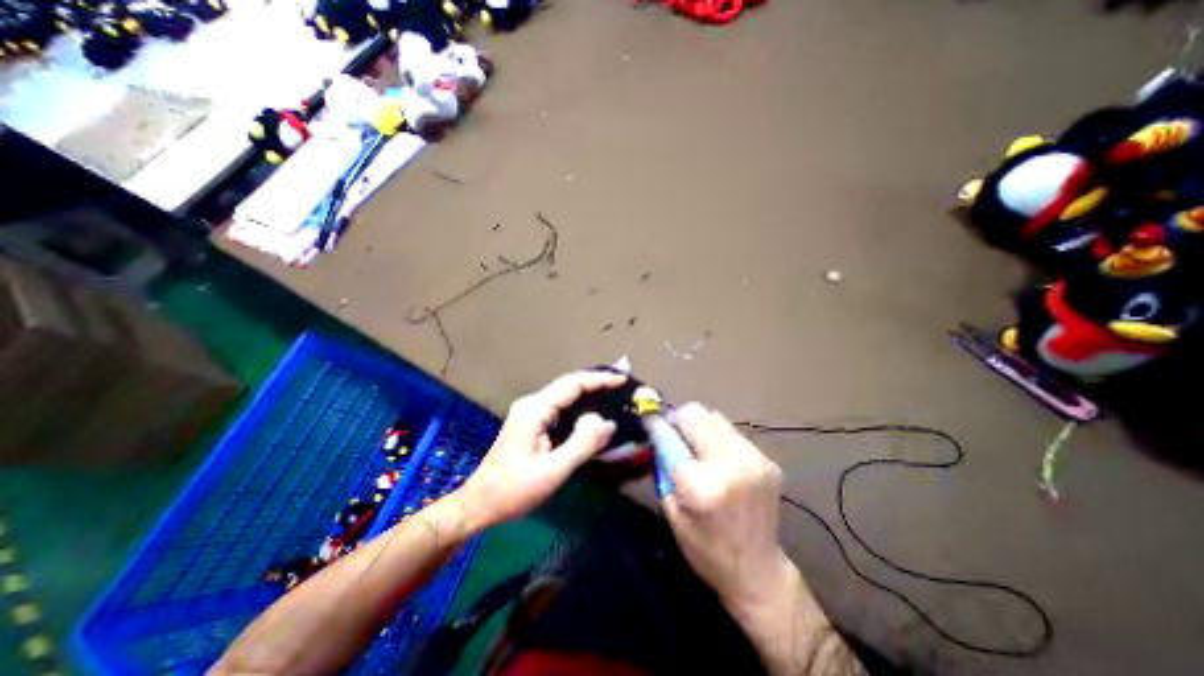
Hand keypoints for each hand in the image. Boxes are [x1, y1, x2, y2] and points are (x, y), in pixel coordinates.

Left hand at [459, 372, 621, 529]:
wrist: (478, 504)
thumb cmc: (513, 491)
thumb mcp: (552, 471)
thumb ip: (582, 444)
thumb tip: (607, 422)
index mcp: (535, 409)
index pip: (572, 384)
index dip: (599, 379)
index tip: (622, 380)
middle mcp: (531, 403)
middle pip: (569, 385)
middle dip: (596, 383)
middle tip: (622, 387)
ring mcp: (529, 411)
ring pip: (565, 395)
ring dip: (589, 394)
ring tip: (613, 397)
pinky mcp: (530, 422)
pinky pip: (560, 407)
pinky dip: (579, 407)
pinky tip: (591, 415)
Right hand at [662, 407, 797, 612]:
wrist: (758, 572)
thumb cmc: (706, 549)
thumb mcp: (672, 512)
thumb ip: (664, 468)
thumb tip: (659, 434)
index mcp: (700, 485)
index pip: (670, 437)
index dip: (655, 422)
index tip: (646, 414)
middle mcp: (728, 465)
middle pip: (695, 414)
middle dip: (678, 418)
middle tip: (673, 431)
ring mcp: (752, 460)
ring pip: (714, 416)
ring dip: (699, 424)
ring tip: (694, 443)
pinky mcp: (767, 460)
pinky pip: (732, 431)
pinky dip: (717, 435)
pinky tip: (716, 455)